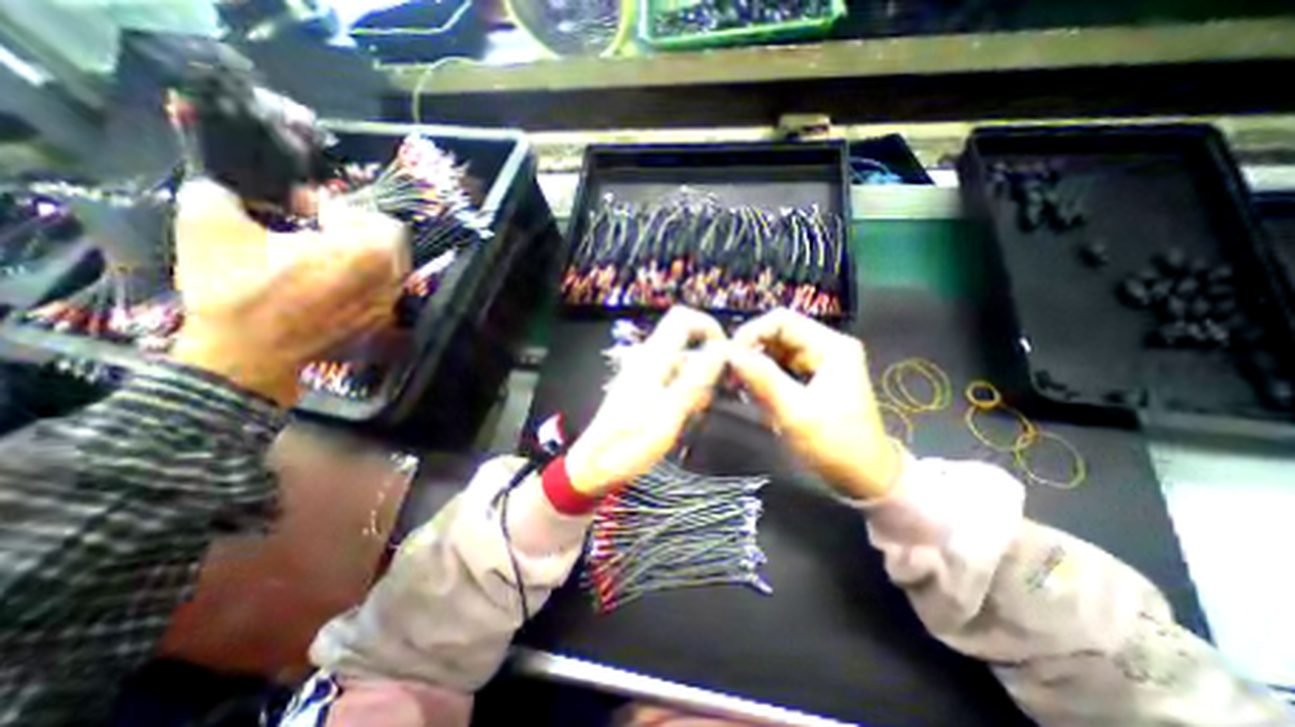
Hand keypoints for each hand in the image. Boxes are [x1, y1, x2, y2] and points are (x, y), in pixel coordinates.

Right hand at [168, 179, 405, 406]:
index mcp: (367, 252)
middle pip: (391, 246)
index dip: (345, 209)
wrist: (249, 354)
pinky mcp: (378, 323)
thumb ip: (221, 195)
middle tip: (320, 229)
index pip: (382, 221)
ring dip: (361, 257)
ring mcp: (387, 304)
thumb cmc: (237, 290)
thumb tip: (221, 189)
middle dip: (359, 232)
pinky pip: (380, 293)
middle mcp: (389, 279)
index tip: (307, 207)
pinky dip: (362, 282)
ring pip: (388, 271)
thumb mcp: (210, 228)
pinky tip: (326, 283)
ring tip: (320, 255)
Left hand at [568, 305, 726, 497]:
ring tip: (699, 413)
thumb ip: (694, 380)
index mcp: (652, 359)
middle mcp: (648, 359)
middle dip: (708, 364)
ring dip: (698, 384)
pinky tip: (686, 417)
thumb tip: (720, 349)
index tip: (725, 354)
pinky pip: (674, 381)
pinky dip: (687, 393)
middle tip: (718, 394)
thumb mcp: (668, 415)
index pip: (682, 318)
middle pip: (687, 344)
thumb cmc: (629, 445)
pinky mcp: (644, 389)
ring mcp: (645, 374)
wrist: (594, 466)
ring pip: (683, 365)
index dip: (708, 326)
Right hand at [727, 307, 901, 498]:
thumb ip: (763, 379)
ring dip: (755, 364)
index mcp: (831, 346)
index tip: (730, 357)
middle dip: (751, 350)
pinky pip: (781, 366)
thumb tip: (730, 354)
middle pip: (778, 333)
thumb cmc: (835, 444)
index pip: (782, 320)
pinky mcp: (813, 378)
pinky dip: (763, 375)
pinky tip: (752, 391)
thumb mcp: (796, 413)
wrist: (865, 478)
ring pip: (776, 350)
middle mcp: (826, 347)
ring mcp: (820, 362)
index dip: (751, 333)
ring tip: (738, 385)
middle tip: (730, 374)